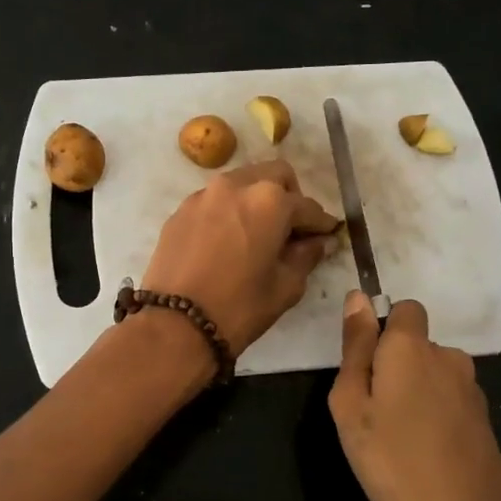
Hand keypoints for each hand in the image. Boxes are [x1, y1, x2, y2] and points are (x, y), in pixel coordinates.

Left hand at [140, 160, 339, 355]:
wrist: (174, 324)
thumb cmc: (239, 307)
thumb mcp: (285, 286)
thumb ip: (306, 256)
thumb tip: (317, 242)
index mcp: (270, 201)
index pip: (307, 206)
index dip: (321, 223)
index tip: (327, 235)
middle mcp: (236, 185)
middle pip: (274, 176)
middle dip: (289, 197)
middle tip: (291, 229)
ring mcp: (203, 195)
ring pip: (241, 183)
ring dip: (256, 200)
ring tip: (258, 233)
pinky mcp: (180, 211)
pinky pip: (214, 201)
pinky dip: (229, 212)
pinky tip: (227, 241)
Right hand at [329, 293, 500, 500]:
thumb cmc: (391, 458)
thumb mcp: (351, 404)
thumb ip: (355, 347)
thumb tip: (357, 297)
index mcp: (411, 347)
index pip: (404, 308)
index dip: (383, 329)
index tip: (366, 367)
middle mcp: (447, 356)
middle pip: (416, 345)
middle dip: (394, 366)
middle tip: (373, 413)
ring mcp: (471, 387)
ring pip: (433, 373)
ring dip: (415, 391)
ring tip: (398, 436)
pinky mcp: (483, 416)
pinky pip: (449, 399)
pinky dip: (435, 414)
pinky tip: (425, 451)